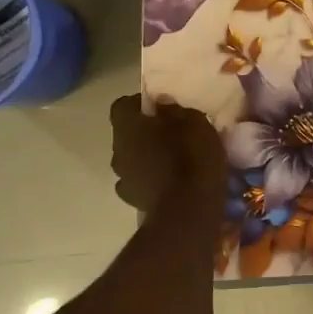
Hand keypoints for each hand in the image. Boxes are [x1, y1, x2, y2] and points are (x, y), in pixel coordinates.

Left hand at [110, 96, 224, 215]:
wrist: (188, 209)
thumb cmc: (192, 157)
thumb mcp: (194, 122)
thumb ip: (175, 110)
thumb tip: (162, 104)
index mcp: (128, 126)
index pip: (122, 105)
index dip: (140, 104)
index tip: (162, 108)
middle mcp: (117, 150)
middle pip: (126, 134)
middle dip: (145, 132)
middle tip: (171, 134)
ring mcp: (123, 178)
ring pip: (131, 159)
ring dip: (146, 157)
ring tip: (172, 160)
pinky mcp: (133, 200)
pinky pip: (139, 182)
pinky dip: (150, 180)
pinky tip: (169, 183)